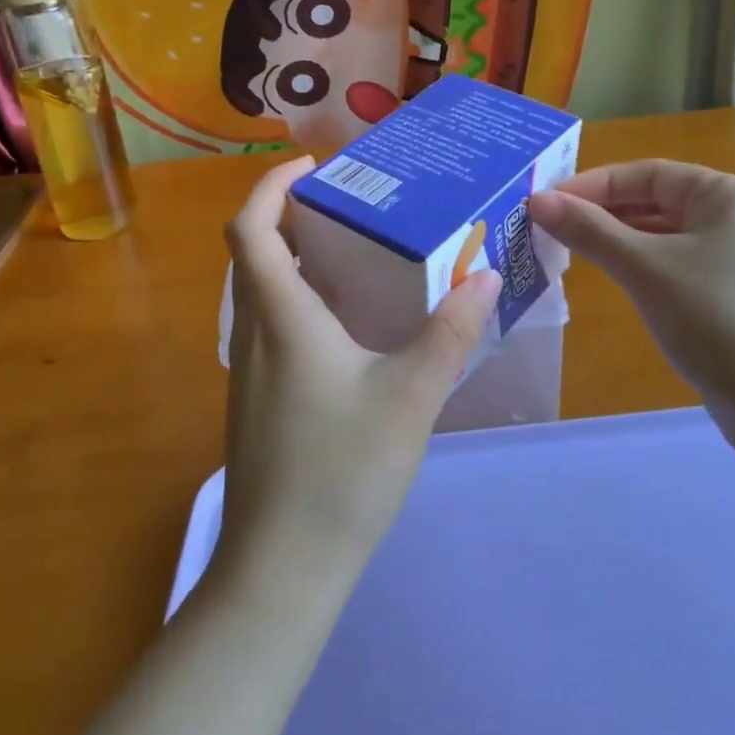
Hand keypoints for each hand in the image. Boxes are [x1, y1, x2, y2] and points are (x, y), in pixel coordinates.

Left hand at [216, 155, 501, 601]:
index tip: (313, 167)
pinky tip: (349, 327)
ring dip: (296, 259)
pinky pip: (272, 326)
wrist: (282, 568)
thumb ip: (449, 334)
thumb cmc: (342, 471)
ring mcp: (251, 371)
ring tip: (356, 253)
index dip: (271, 186)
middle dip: (291, 216)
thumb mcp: (410, 396)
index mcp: (281, 317)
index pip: (251, 227)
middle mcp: (255, 333)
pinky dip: (301, 301)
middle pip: (254, 253)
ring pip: (263, 292)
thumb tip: (483, 279)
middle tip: (350, 204)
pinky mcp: (259, 401)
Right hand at [527, 160, 734, 408]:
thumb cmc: (718, 321)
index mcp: (729, 195)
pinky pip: (679, 267)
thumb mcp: (646, 269)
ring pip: (666, 237)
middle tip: (550, 230)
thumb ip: (589, 230)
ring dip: (619, 241)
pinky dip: (644, 268)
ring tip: (571, 253)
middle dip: (603, 213)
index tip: (545, 205)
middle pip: (657, 201)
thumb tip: (537, 201)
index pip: (648, 173)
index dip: (592, 185)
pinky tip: (616, 282)